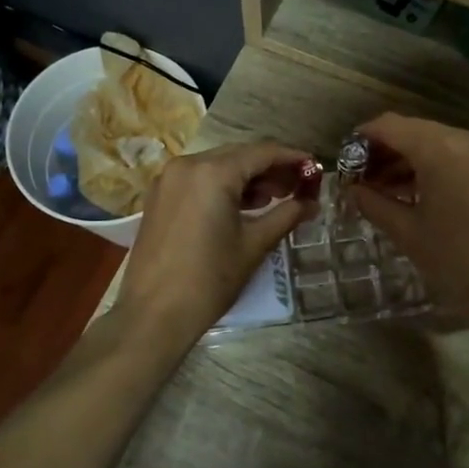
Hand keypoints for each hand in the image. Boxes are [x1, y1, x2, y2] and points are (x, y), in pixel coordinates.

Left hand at [113, 142, 316, 354]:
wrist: (153, 314)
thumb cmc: (209, 279)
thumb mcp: (254, 245)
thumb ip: (286, 215)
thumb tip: (312, 203)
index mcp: (213, 172)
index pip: (262, 153)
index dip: (292, 158)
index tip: (315, 168)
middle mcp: (188, 165)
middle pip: (239, 155)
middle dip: (271, 168)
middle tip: (299, 186)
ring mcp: (169, 179)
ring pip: (218, 166)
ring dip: (248, 178)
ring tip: (276, 198)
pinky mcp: (159, 196)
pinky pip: (199, 179)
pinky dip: (223, 186)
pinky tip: (243, 206)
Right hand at [350, 113, 468, 326]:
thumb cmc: (455, 260)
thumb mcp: (406, 232)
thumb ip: (373, 203)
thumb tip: (352, 189)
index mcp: (440, 150)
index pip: (391, 126)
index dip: (364, 137)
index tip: (345, 158)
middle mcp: (465, 140)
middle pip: (415, 130)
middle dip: (386, 149)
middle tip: (362, 177)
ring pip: (436, 141)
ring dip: (409, 157)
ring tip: (384, 187)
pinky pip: (457, 155)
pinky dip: (434, 165)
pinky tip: (417, 192)